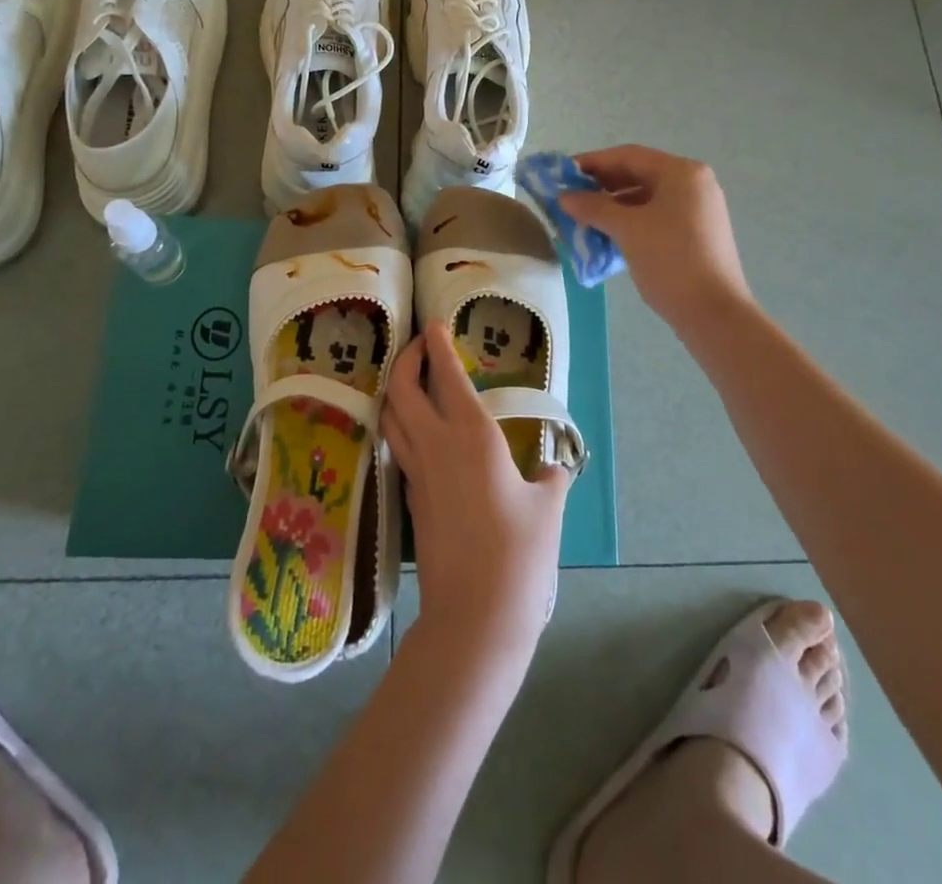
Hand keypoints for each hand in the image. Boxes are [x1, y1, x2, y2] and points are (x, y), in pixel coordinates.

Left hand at [382, 323, 570, 661]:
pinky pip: (398, 446)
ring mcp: (417, 472)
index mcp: (471, 435)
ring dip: (396, 390)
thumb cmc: (519, 554)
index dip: (437, 345)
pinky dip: (401, 425)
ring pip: (390, 416)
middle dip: (406, 359)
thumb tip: (551, 468)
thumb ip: (549, 477)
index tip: (435, 325)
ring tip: (412, 380)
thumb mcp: (547, 508)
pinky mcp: (410, 498)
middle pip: (401, 388)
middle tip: (420, 346)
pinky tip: (419, 431)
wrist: (475, 616)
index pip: (446, 375)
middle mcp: (435, 444)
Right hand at [559, 145, 750, 329]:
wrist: (713, 314)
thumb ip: (593, 207)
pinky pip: (655, 217)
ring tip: (582, 219)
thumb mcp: (627, 230)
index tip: (561, 173)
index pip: (628, 156)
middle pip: (638, 175)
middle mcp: (693, 184)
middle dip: (601, 186)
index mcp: (681, 173)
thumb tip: (564, 197)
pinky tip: (606, 236)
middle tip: (569, 197)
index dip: (591, 162)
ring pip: (645, 198)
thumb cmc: (670, 260)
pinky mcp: (696, 235)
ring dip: (612, 206)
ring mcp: (698, 210)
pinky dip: (629, 222)